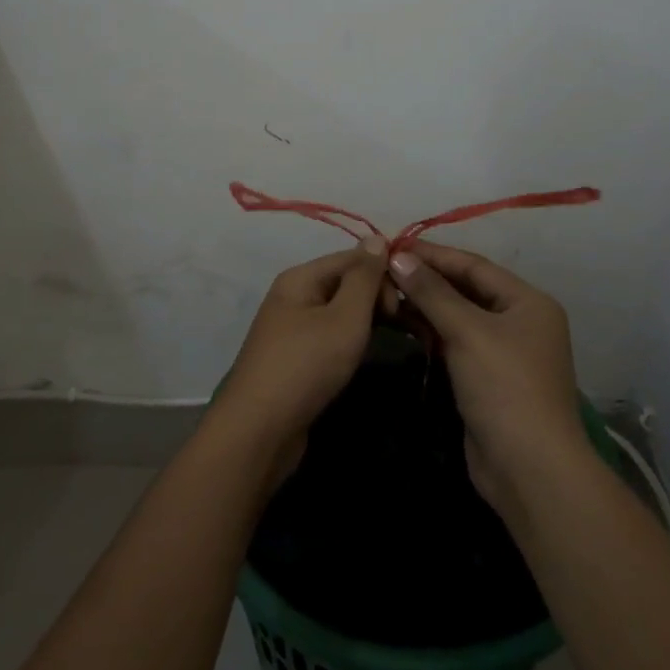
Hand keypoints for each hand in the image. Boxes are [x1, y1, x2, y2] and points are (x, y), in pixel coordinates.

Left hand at [212, 237, 388, 472]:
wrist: (260, 431)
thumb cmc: (306, 366)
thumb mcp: (344, 318)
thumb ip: (364, 278)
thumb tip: (377, 237)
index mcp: (300, 278)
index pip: (352, 258)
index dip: (383, 273)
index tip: (409, 301)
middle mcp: (293, 296)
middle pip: (345, 282)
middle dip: (376, 297)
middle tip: (402, 325)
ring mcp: (292, 328)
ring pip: (340, 312)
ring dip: (367, 321)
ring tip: (394, 338)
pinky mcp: (296, 358)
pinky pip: (330, 336)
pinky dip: (351, 341)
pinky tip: (364, 356)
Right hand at [386, 241, 584, 510]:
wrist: (528, 468)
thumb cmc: (505, 387)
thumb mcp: (468, 331)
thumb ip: (432, 292)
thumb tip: (398, 256)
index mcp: (527, 301)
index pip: (474, 265)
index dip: (433, 255)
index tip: (392, 246)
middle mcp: (519, 321)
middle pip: (466, 289)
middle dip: (427, 280)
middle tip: (382, 269)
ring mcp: (503, 352)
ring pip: (458, 317)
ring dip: (425, 305)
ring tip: (384, 292)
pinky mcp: (485, 378)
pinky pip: (455, 342)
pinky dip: (430, 332)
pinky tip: (401, 323)